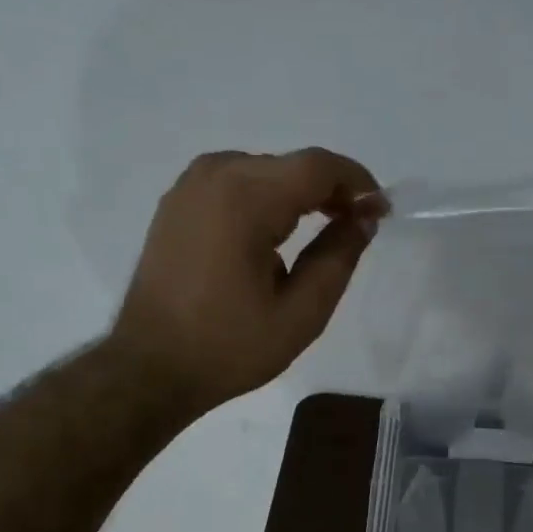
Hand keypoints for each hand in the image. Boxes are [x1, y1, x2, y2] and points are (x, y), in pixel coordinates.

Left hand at [111, 148, 381, 411]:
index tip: (381, 212)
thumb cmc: (229, 347)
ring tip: (324, 232)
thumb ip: (339, 258)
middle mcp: (215, 175)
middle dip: (331, 190)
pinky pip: (236, 183)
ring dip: (299, 194)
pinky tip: (278, 235)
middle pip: (291, 165)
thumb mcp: (300, 314)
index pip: (318, 166)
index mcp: (245, 199)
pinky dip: (266, 199)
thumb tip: (365, 218)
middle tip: (357, 228)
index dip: (358, 183)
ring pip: (264, 171)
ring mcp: (190, 185)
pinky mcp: (177, 202)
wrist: (151, 367)